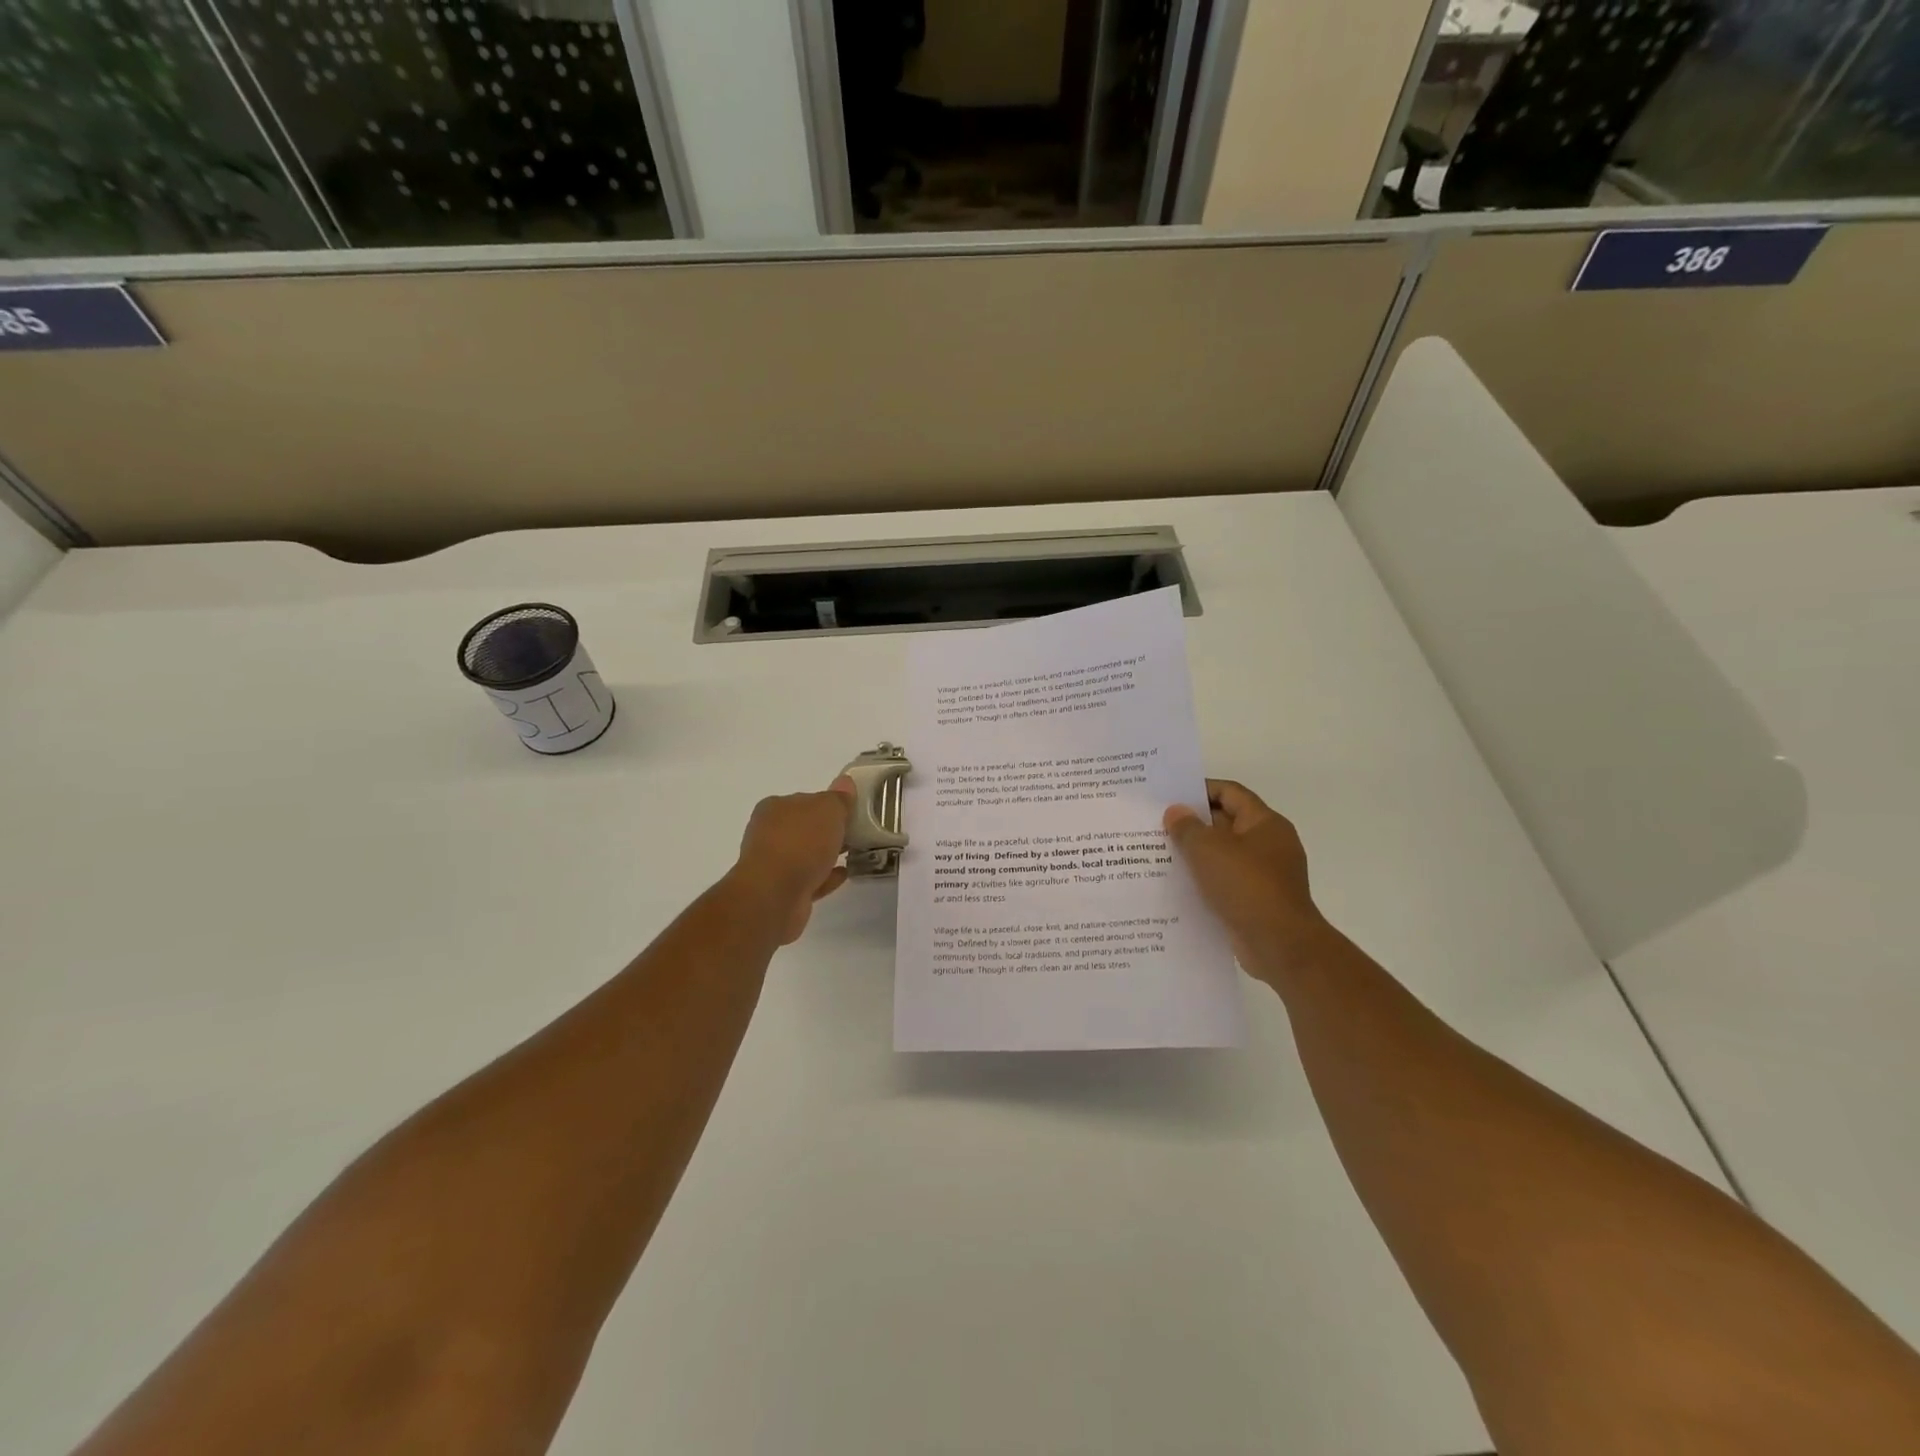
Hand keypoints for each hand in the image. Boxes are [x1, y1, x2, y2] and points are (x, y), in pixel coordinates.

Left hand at [731, 777, 855, 944]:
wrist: (775, 895)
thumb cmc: (801, 842)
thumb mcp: (828, 810)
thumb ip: (839, 797)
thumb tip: (845, 782)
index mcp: (775, 807)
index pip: (805, 800)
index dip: (827, 805)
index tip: (849, 812)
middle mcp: (769, 833)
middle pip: (805, 827)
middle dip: (827, 831)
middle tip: (855, 833)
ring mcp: (773, 864)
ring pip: (806, 854)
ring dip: (827, 854)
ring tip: (853, 854)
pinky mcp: (781, 891)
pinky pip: (809, 879)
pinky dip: (825, 876)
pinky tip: (843, 874)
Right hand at [1164, 780, 1332, 982]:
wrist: (1280, 945)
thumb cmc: (1246, 886)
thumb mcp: (1208, 849)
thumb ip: (1187, 827)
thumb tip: (1175, 812)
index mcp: (1265, 823)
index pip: (1230, 793)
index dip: (1200, 789)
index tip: (1169, 794)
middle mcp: (1269, 844)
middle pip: (1226, 822)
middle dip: (1193, 823)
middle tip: (1156, 823)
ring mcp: (1264, 875)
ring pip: (1223, 855)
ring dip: (1195, 854)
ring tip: (1159, 852)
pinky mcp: (1256, 901)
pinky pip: (1225, 881)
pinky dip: (1203, 880)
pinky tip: (1176, 884)